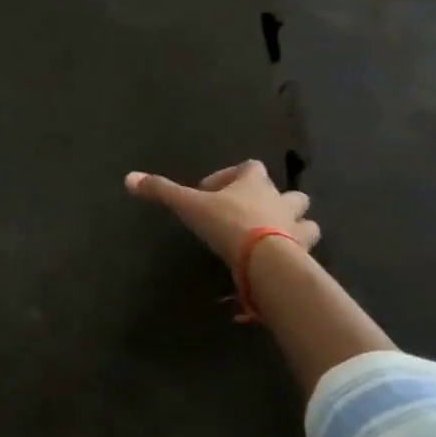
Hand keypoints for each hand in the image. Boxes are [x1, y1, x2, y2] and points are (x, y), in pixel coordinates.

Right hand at [124, 160, 317, 266]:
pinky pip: (305, 254)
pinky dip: (296, 259)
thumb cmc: (227, 223)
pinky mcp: (304, 256)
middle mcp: (281, 200)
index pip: (250, 167)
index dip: (232, 176)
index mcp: (255, 183)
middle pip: (290, 193)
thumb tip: (129, 178)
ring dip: (295, 227)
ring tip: (273, 240)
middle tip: (251, 216)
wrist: (265, 259)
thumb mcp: (189, 205)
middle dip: (277, 201)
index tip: (211, 193)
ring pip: (306, 222)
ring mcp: (298, 229)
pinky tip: (276, 269)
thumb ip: (162, 191)